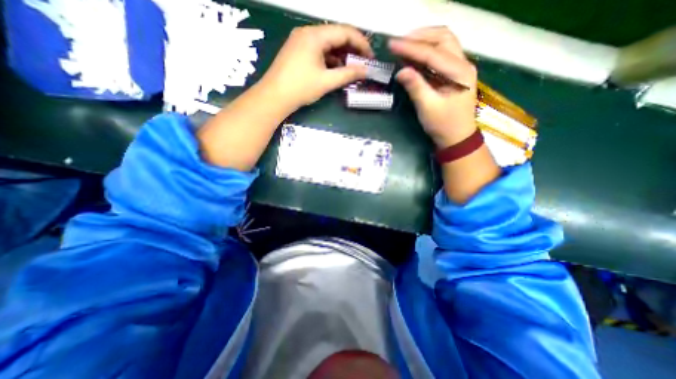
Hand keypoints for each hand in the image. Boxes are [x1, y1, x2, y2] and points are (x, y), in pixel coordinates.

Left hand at [259, 24, 374, 110]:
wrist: (274, 97)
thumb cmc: (300, 88)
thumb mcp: (327, 81)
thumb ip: (348, 74)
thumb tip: (366, 70)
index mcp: (315, 35)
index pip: (345, 32)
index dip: (361, 43)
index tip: (370, 57)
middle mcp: (307, 33)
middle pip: (336, 36)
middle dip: (352, 49)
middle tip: (363, 63)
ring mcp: (301, 41)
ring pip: (327, 44)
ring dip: (341, 55)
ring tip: (352, 69)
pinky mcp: (298, 51)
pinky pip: (319, 51)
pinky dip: (330, 59)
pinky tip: (337, 69)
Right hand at [388, 26, 476, 146]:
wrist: (457, 138)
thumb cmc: (443, 125)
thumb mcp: (428, 107)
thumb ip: (416, 87)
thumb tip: (401, 71)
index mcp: (459, 72)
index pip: (432, 53)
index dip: (411, 48)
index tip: (392, 45)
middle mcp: (463, 64)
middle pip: (443, 38)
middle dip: (420, 37)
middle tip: (399, 42)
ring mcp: (460, 68)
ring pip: (443, 43)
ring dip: (424, 41)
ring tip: (405, 45)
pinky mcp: (454, 74)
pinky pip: (440, 55)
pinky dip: (426, 52)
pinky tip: (414, 57)